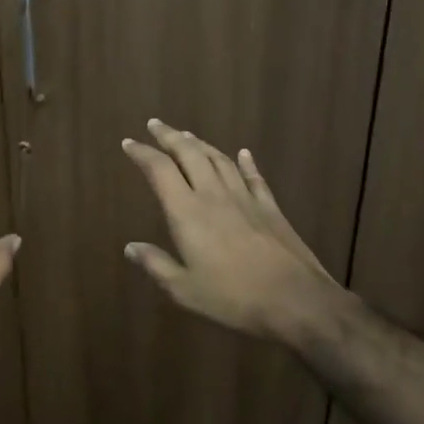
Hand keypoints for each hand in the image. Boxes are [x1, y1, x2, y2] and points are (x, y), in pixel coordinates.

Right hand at [121, 118, 350, 345]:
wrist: (294, 299)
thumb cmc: (232, 297)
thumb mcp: (184, 289)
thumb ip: (156, 265)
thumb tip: (130, 247)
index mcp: (187, 212)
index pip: (159, 170)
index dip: (142, 153)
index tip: (128, 142)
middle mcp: (213, 195)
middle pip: (189, 154)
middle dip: (169, 136)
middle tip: (156, 124)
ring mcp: (245, 197)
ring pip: (219, 159)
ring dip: (200, 143)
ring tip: (187, 135)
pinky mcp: (269, 207)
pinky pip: (254, 177)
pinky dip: (246, 162)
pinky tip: (243, 153)